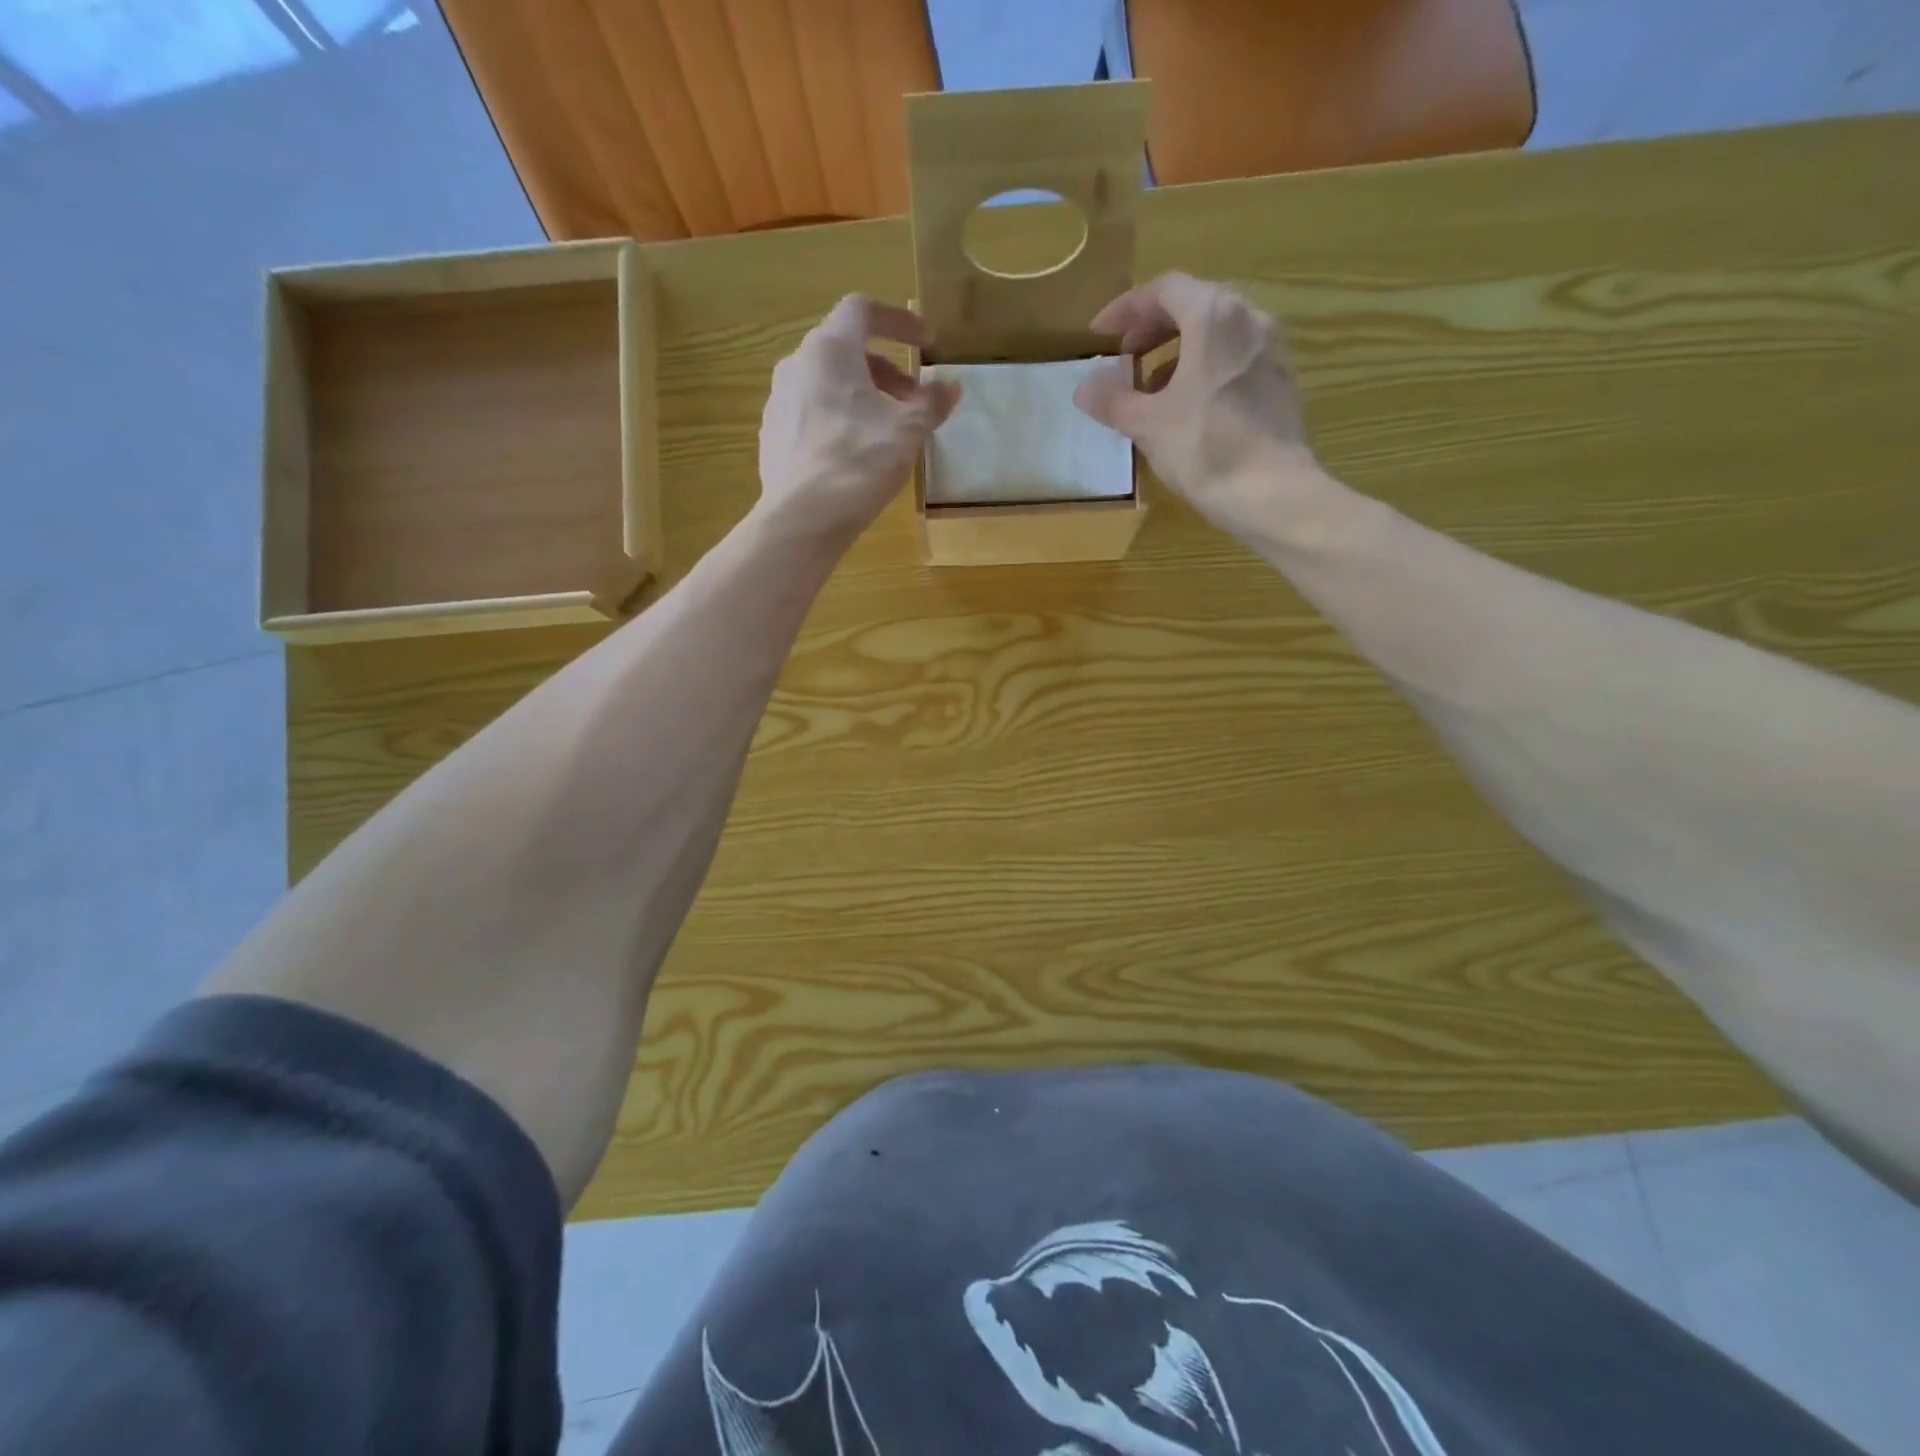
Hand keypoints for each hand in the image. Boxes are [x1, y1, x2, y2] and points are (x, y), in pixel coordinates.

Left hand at [756, 295, 960, 547]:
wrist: (803, 517)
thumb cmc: (859, 461)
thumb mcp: (907, 432)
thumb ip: (931, 404)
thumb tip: (951, 388)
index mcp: (829, 349)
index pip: (863, 310)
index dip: (899, 321)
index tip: (926, 345)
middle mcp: (797, 364)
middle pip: (845, 349)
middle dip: (885, 370)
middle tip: (912, 400)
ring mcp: (779, 400)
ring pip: (826, 383)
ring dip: (861, 396)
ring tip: (886, 430)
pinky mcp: (772, 435)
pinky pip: (810, 413)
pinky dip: (838, 419)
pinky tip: (854, 454)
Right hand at [1074, 273, 1324, 540]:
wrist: (1270, 492)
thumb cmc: (1204, 448)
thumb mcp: (1147, 424)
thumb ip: (1113, 400)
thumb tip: (1084, 389)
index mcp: (1213, 316)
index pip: (1164, 290)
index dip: (1126, 308)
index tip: (1100, 335)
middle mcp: (1249, 318)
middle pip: (1194, 304)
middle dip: (1153, 327)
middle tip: (1124, 356)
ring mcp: (1271, 349)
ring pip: (1217, 332)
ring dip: (1179, 349)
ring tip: (1151, 385)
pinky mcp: (1281, 380)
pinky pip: (1235, 357)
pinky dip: (1205, 367)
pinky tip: (1187, 404)